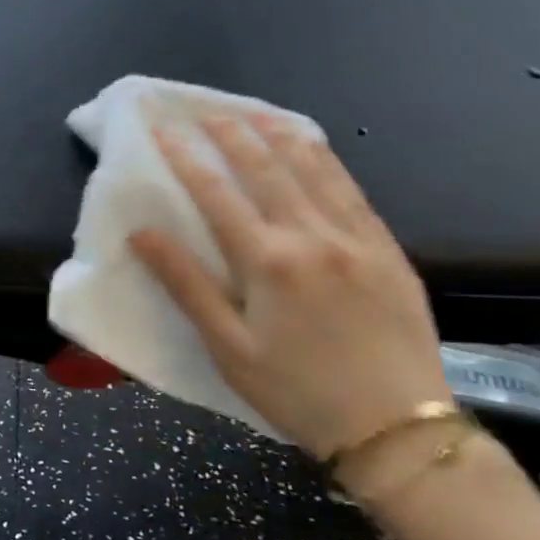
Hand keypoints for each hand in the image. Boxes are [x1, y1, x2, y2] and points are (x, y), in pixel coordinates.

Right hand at [129, 111, 448, 461]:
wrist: (396, 429)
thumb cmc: (296, 391)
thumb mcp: (228, 347)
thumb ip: (186, 284)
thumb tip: (142, 233)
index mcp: (268, 261)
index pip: (216, 193)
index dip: (185, 157)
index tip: (162, 129)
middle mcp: (313, 236)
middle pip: (265, 168)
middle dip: (231, 134)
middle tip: (206, 111)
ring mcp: (356, 238)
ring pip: (314, 169)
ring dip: (279, 135)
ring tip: (254, 114)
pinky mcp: (387, 249)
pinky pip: (352, 190)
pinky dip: (327, 161)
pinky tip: (314, 147)